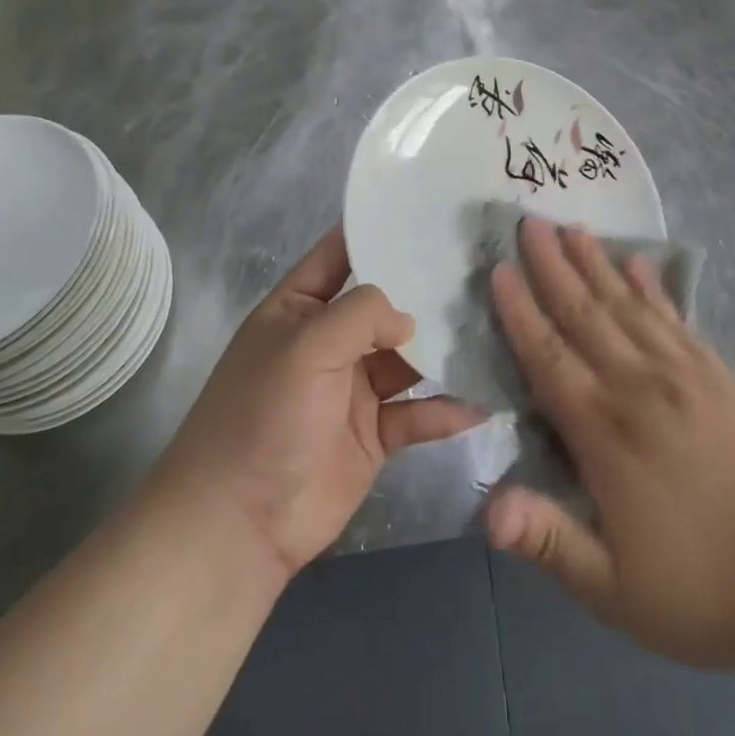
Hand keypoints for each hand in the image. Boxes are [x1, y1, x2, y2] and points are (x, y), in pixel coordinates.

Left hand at [156, 225, 483, 578]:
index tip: (429, 207)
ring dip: (444, 349)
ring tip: (496, 328)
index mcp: (300, 307)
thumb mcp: (306, 346)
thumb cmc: (263, 416)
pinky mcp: (374, 434)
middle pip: (386, 305)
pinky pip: (417, 412)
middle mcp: (330, 340)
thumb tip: (410, 318)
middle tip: (484, 268)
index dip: (378, 229)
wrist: (238, 527)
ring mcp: (353, 388)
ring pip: (408, 357)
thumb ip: (362, 313)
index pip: (341, 252)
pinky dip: (446, 408)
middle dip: (427, 290)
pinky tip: (482, 401)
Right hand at [487, 219, 734, 669]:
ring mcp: (681, 372)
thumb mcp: (613, 589)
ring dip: (595, 263)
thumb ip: (549, 540)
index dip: (520, 312)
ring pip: (626, 304)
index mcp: (603, 432)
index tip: (499, 269)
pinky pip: (673, 316)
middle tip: (530, 222)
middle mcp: (637, 386)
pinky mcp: (716, 372)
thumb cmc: (701, 587)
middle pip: (584, 314)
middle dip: (552, 267)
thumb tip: (486, 510)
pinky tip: (637, 262)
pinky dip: (651, 286)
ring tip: (573, 227)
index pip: (549, 358)